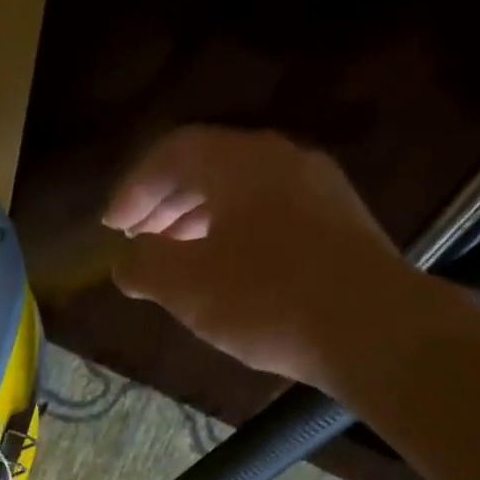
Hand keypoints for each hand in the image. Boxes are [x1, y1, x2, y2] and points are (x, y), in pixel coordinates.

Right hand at [105, 127, 416, 387]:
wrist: (368, 326)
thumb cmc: (267, 300)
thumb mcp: (189, 288)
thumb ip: (145, 268)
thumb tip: (123, 262)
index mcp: (241, 162)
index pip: (173, 152)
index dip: (133, 188)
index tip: (110, 228)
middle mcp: (281, 160)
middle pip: (209, 167)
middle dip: (164, 204)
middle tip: (137, 241)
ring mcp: (315, 189)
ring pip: (240, 193)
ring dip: (197, 221)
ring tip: (175, 260)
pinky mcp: (335, 224)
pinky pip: (267, 215)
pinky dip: (231, 235)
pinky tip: (225, 273)